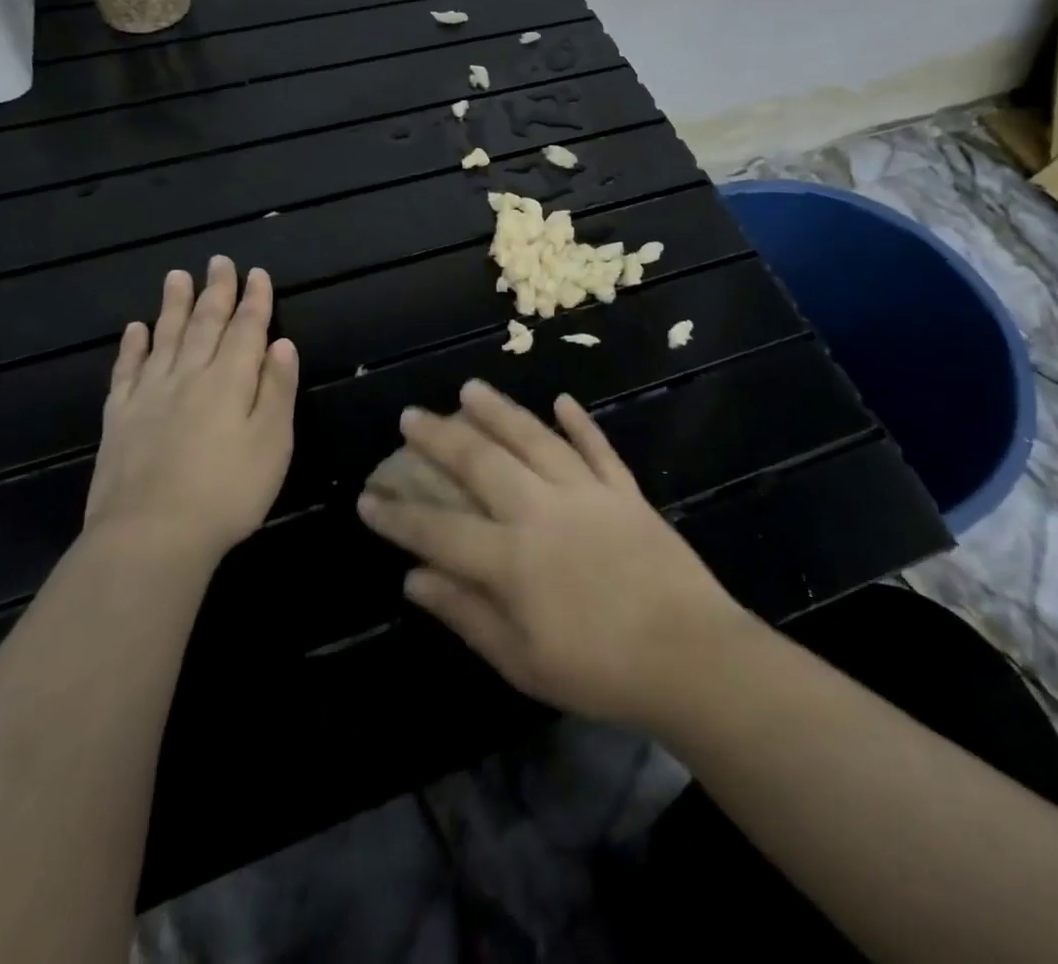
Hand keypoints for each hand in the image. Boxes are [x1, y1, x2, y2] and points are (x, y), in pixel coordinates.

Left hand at [86, 258, 298, 560]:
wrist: (151, 536)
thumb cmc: (228, 491)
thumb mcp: (273, 441)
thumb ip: (276, 389)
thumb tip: (282, 343)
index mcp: (230, 380)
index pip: (247, 329)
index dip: (255, 300)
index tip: (258, 273)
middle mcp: (189, 376)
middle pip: (204, 324)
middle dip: (216, 292)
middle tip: (219, 262)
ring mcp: (150, 396)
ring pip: (164, 338)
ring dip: (173, 305)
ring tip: (176, 276)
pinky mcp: (121, 419)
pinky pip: (127, 371)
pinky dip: (132, 347)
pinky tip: (135, 330)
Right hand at [355, 380, 746, 729]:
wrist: (690, 655)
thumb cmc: (600, 670)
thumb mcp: (522, 660)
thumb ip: (466, 613)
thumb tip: (414, 578)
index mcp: (512, 559)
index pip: (439, 530)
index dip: (399, 516)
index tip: (368, 497)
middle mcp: (542, 511)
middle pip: (482, 463)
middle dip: (441, 438)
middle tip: (411, 416)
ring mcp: (587, 493)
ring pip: (535, 439)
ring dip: (500, 411)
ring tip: (471, 388)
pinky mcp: (624, 490)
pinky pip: (597, 447)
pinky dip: (579, 422)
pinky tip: (562, 400)